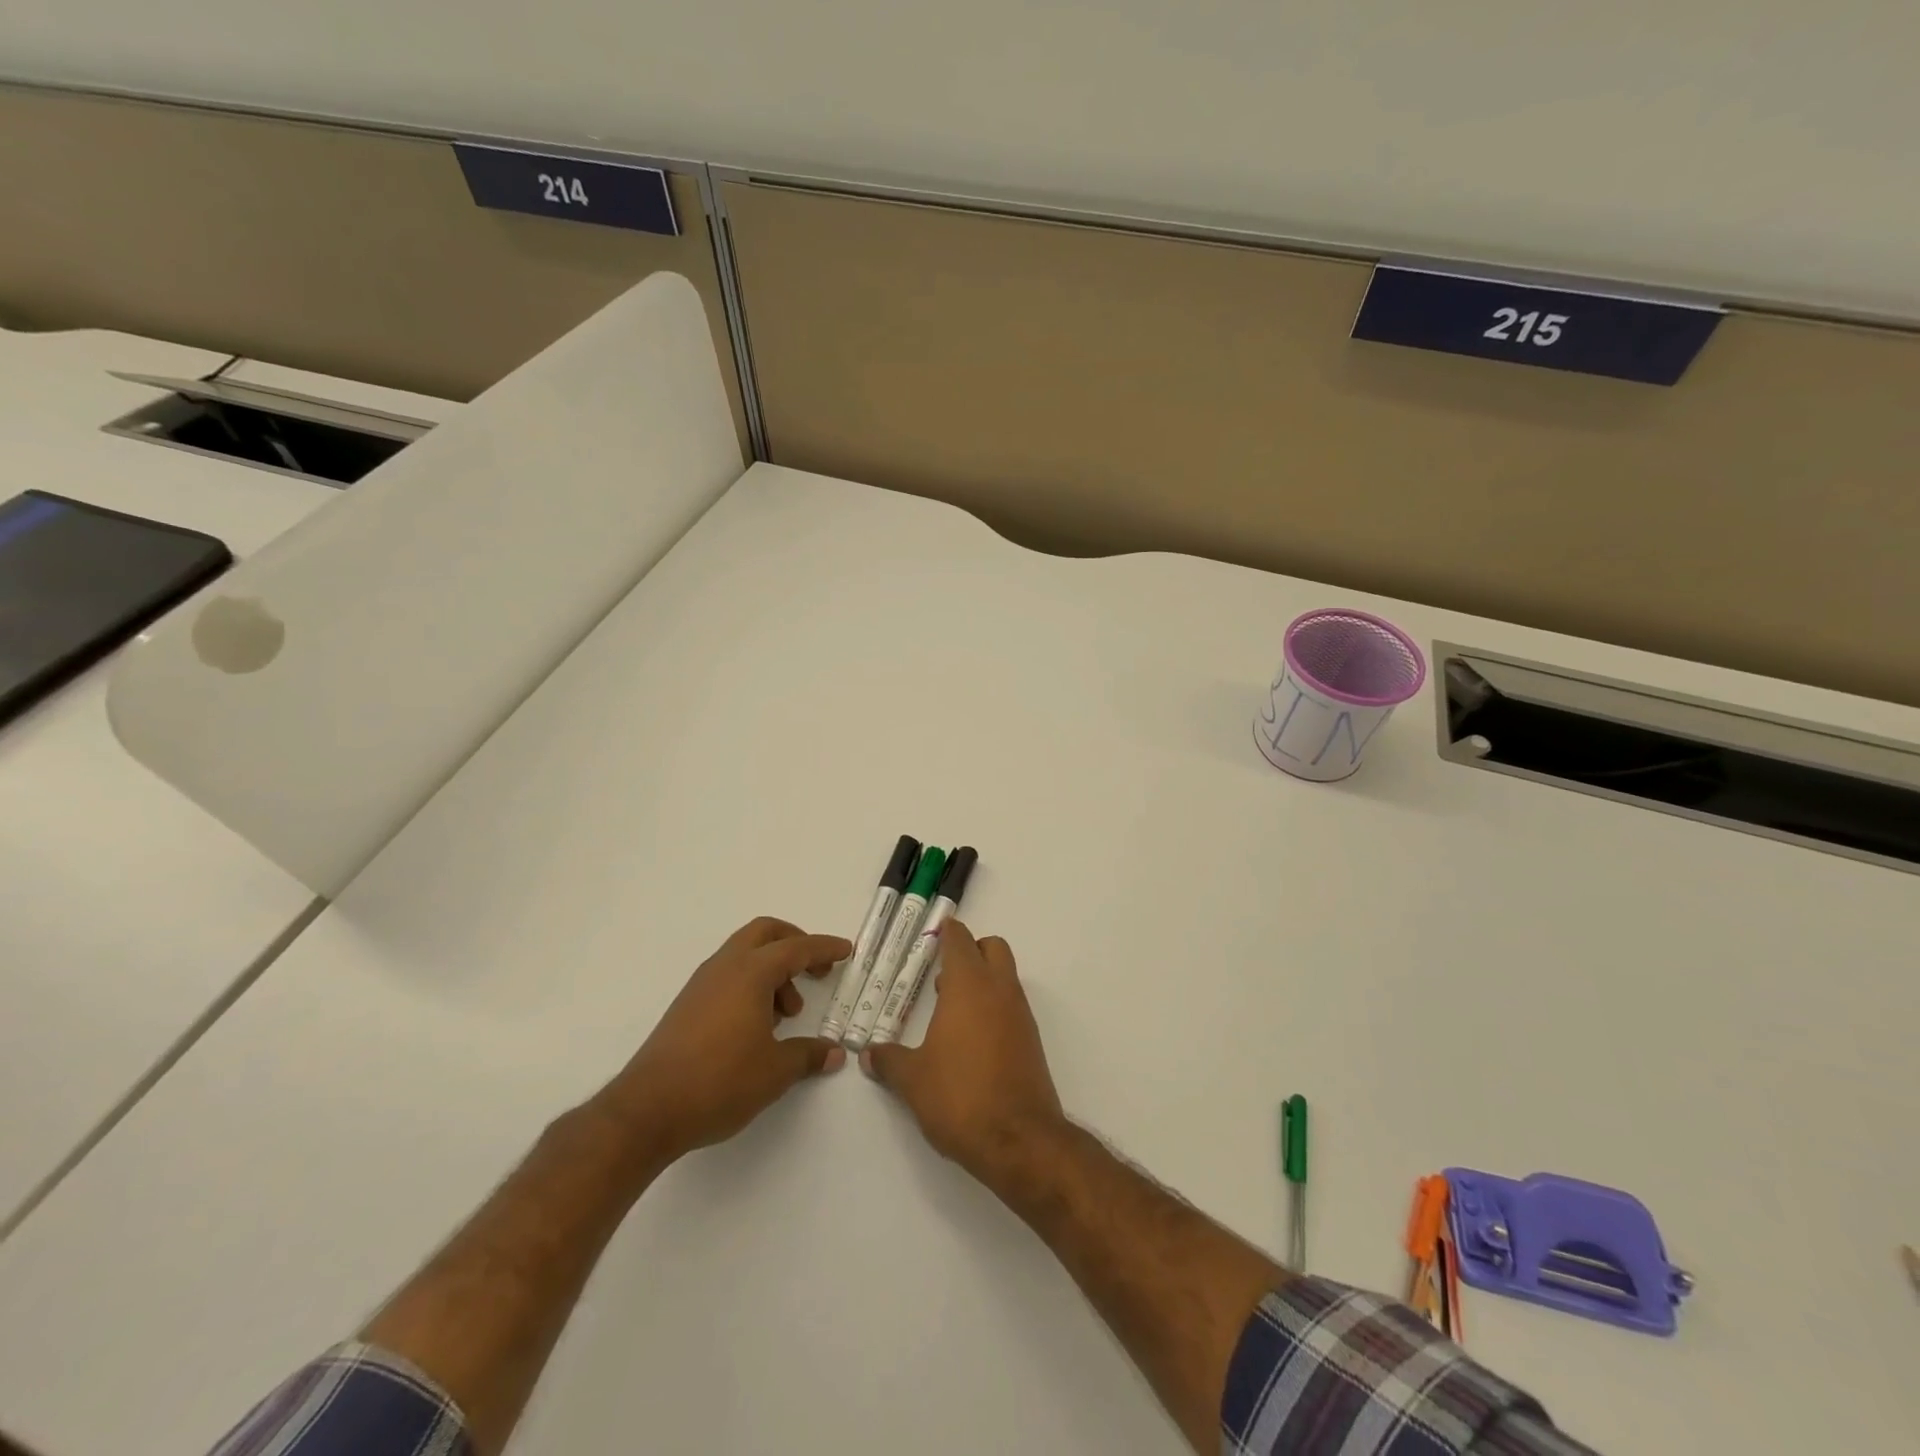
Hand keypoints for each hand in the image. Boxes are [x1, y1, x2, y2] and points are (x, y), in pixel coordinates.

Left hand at [598, 917, 850, 1163]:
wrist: (647, 1111)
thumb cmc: (719, 1082)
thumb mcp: (775, 1072)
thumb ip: (808, 1056)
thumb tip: (833, 1053)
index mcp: (750, 973)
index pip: (796, 947)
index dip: (824, 948)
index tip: (846, 950)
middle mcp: (725, 967)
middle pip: (765, 933)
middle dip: (795, 944)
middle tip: (816, 971)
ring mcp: (701, 984)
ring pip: (744, 954)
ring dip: (772, 970)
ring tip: (786, 1014)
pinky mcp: (687, 1005)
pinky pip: (728, 975)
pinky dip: (751, 984)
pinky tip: (757, 1025)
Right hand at [863, 920, 1065, 1184]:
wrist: (1020, 1140)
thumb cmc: (960, 1097)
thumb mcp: (913, 1080)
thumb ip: (889, 1061)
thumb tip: (868, 1054)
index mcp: (969, 986)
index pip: (960, 940)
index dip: (946, 933)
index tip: (931, 936)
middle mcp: (1000, 990)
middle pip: (992, 948)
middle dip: (970, 951)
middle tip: (941, 973)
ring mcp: (1020, 1015)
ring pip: (1005, 976)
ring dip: (982, 980)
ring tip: (948, 1011)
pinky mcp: (1031, 1040)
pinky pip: (1012, 1006)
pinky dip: (993, 1007)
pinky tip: (970, 1040)